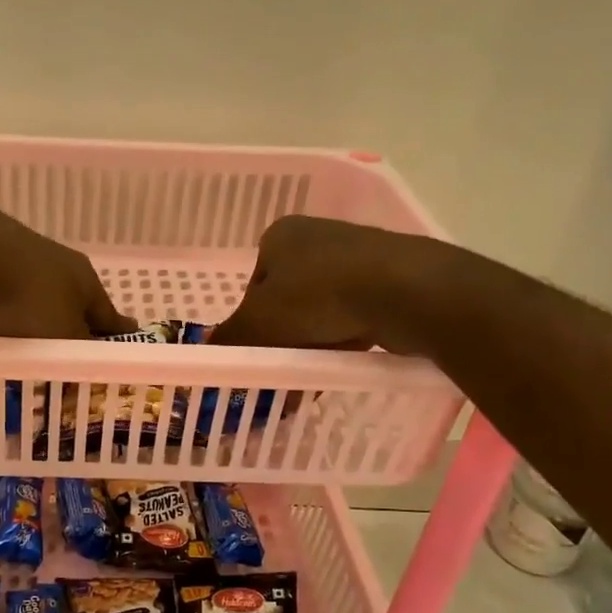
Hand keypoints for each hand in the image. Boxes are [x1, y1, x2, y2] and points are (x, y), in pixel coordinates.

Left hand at [0, 199, 133, 338]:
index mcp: (87, 280)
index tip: (124, 343)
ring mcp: (26, 254)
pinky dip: (9, 307)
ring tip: (31, 340)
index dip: (114, 334)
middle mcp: (62, 263)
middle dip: (74, 325)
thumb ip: (79, 352)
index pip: (108, 315)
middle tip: (73, 348)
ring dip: (40, 316)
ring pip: (40, 294)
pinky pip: (8, 291)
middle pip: (74, 302)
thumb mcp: (63, 336)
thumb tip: (94, 363)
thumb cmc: (30, 300)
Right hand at [209, 214, 444, 352]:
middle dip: (284, 339)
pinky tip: (343, 363)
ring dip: (313, 344)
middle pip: (287, 299)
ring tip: (311, 377)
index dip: (252, 323)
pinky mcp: (389, 276)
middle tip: (282, 372)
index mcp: (281, 235)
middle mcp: (317, 236)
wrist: (405, 291)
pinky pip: (354, 314)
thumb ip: (230, 339)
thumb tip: (206, 351)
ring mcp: (357, 254)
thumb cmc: (317, 297)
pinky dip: (344, 339)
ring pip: (321, 310)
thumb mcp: (258, 323)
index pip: (253, 285)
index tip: (259, 351)